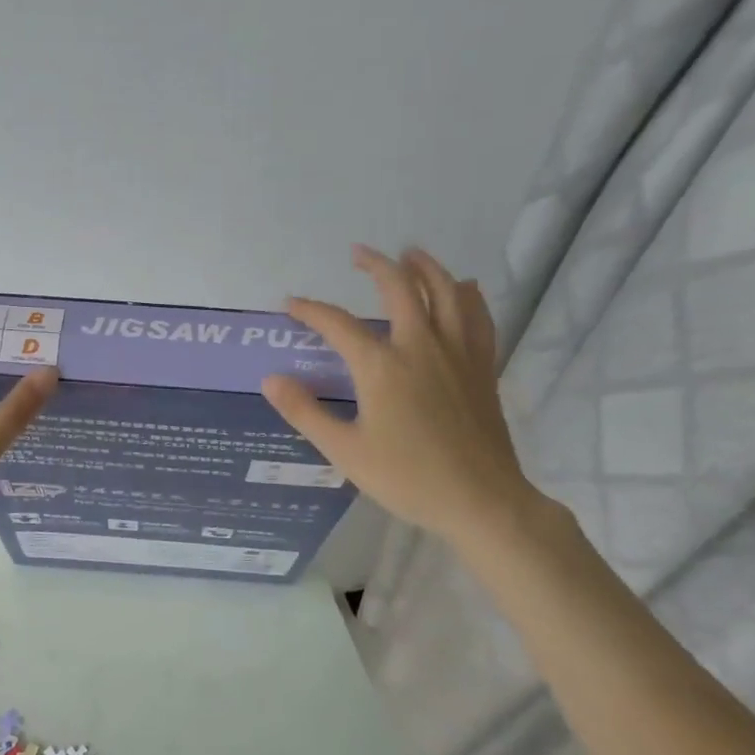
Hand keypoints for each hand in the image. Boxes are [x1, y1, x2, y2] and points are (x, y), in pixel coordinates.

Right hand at [261, 245, 541, 546]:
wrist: (481, 501)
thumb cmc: (408, 478)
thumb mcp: (345, 451)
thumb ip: (305, 412)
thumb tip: (271, 379)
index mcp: (382, 366)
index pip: (338, 324)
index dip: (311, 310)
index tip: (290, 304)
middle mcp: (421, 346)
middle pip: (400, 288)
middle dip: (377, 264)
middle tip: (359, 253)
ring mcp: (458, 354)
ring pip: (446, 292)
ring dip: (426, 268)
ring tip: (411, 254)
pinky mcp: (482, 367)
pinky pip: (478, 317)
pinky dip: (468, 296)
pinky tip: (464, 289)